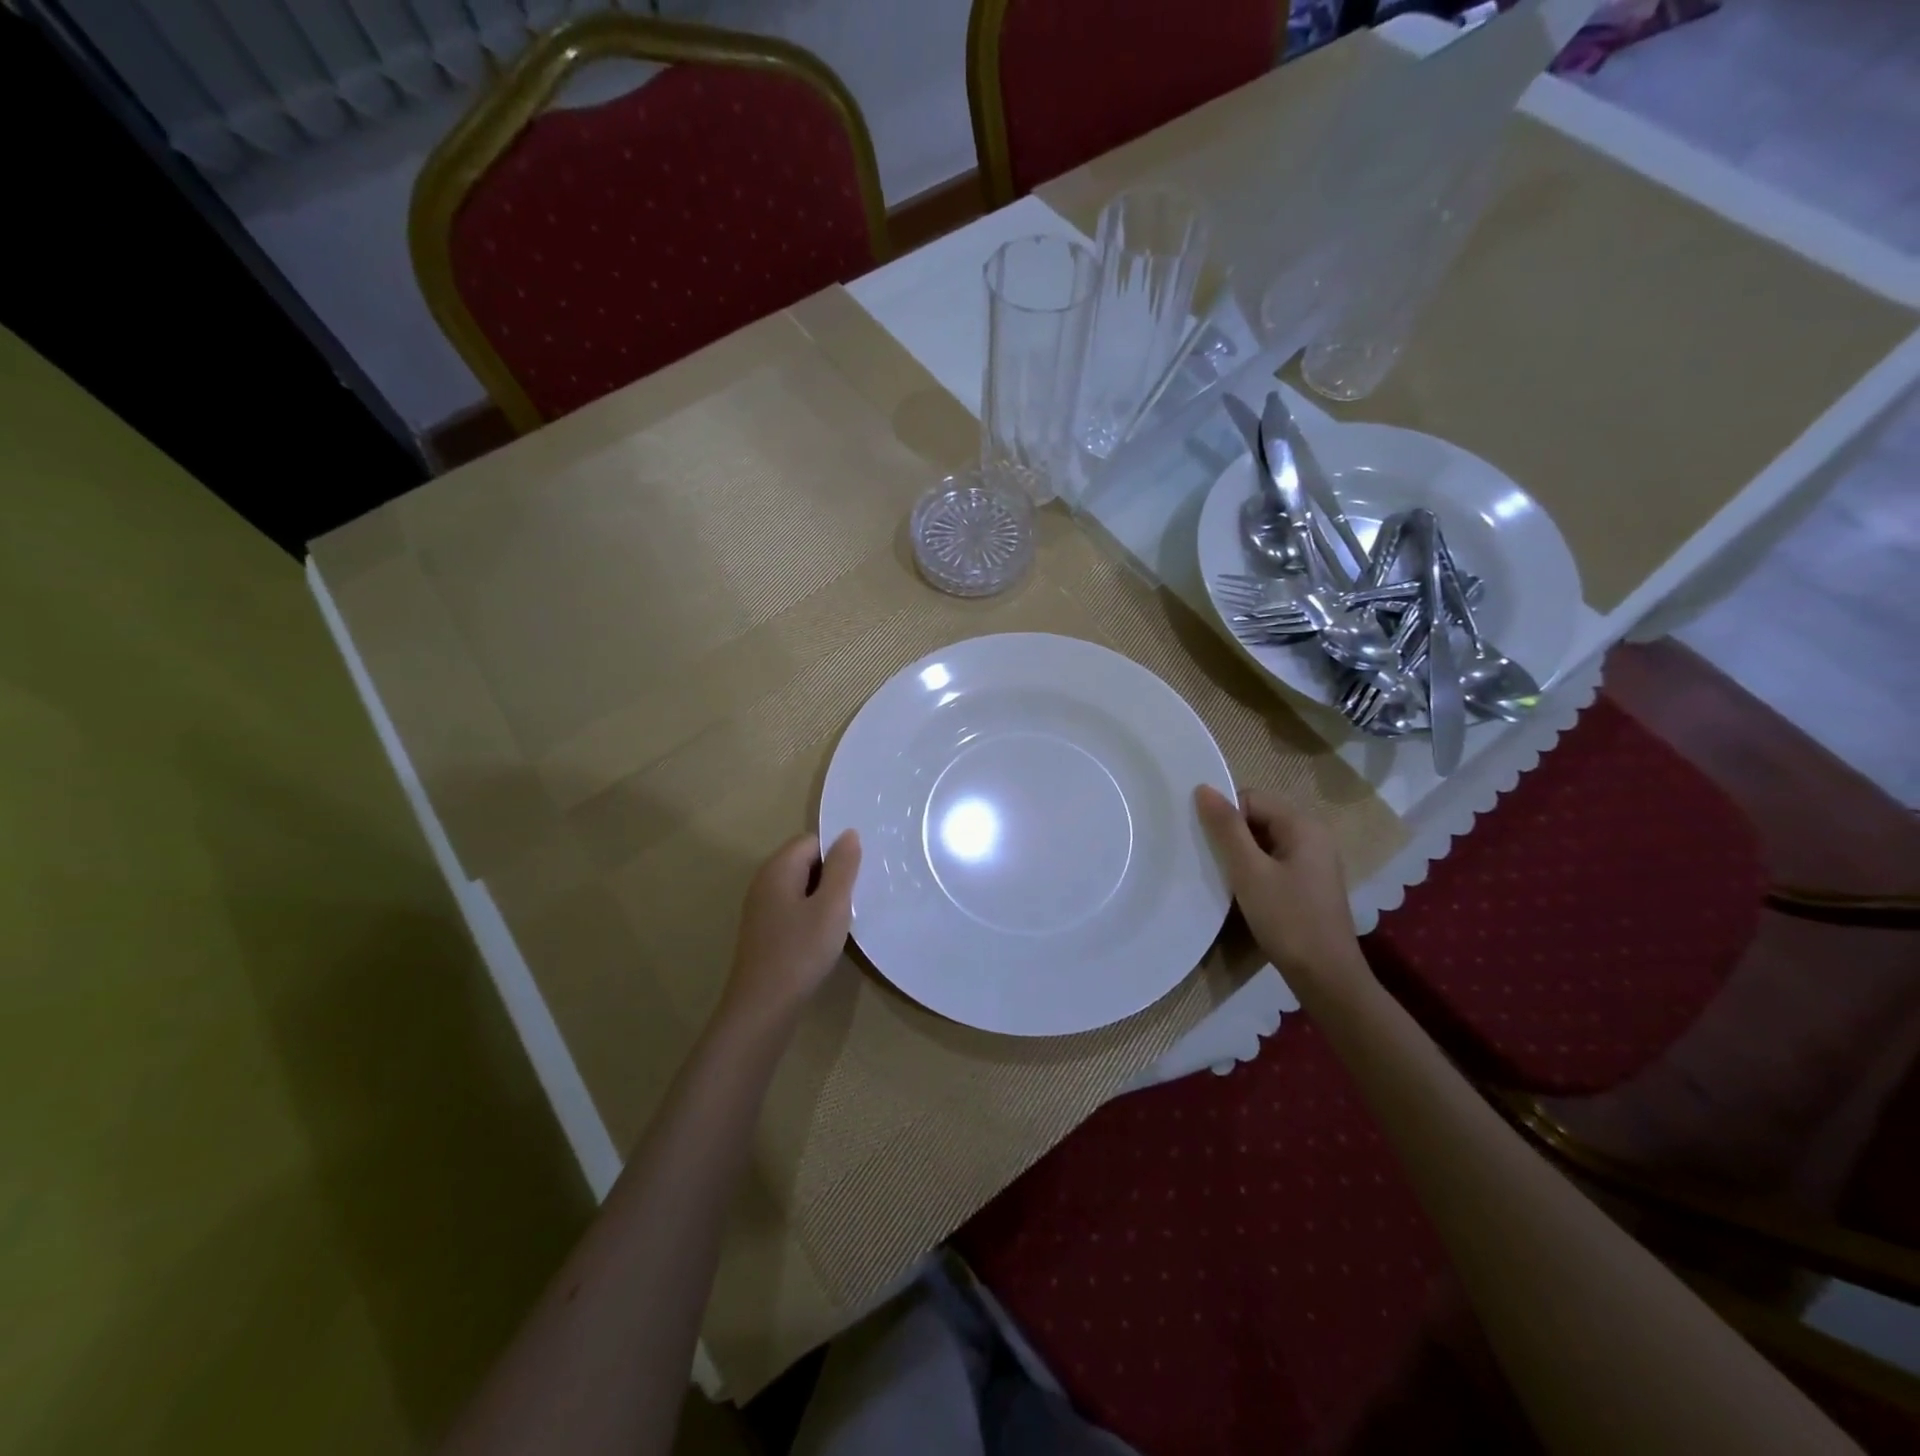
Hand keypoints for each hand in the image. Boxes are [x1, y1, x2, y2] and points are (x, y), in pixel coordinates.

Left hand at [720, 830, 861, 1030]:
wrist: (763, 1007)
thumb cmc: (801, 951)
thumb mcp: (832, 905)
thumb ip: (842, 867)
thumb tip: (849, 833)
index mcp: (778, 868)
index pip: (812, 841)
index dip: (836, 856)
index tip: (854, 882)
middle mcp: (764, 881)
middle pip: (804, 861)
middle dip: (831, 877)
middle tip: (851, 902)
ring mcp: (760, 908)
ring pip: (800, 887)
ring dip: (822, 899)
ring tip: (840, 921)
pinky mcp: (763, 931)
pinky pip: (792, 908)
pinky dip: (810, 916)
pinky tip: (821, 939)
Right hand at [1195, 785, 1368, 998]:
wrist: (1325, 976)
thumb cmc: (1287, 919)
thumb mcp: (1249, 872)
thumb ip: (1226, 828)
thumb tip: (1203, 788)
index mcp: (1303, 825)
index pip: (1251, 798)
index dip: (1225, 817)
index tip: (1208, 845)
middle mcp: (1313, 835)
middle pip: (1258, 816)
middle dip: (1231, 834)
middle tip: (1210, 861)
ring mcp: (1313, 860)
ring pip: (1263, 840)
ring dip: (1240, 854)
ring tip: (1223, 876)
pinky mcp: (1308, 882)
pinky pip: (1273, 860)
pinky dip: (1254, 869)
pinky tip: (1242, 891)